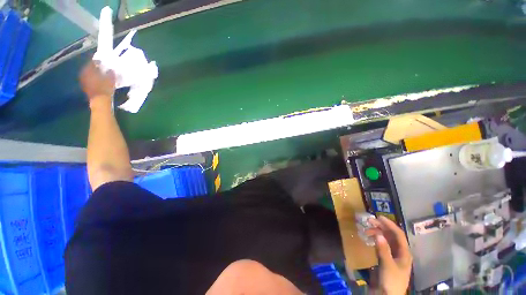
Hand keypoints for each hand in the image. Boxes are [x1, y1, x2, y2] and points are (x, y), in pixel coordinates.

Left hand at [79, 61, 115, 105]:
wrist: (100, 101)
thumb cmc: (105, 88)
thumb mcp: (111, 79)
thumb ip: (110, 72)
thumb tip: (110, 69)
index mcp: (89, 69)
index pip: (92, 62)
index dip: (98, 61)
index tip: (103, 62)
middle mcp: (84, 73)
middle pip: (89, 68)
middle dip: (94, 67)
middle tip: (101, 67)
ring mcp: (83, 80)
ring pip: (88, 74)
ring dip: (93, 73)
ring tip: (99, 74)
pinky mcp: (85, 87)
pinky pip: (88, 79)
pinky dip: (92, 78)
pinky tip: (97, 80)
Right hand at [368, 216, 411, 294]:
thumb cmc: (391, 281)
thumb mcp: (388, 265)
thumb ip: (384, 250)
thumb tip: (378, 234)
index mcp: (404, 253)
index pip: (398, 235)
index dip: (389, 224)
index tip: (378, 217)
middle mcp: (399, 252)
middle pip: (391, 235)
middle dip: (381, 227)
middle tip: (368, 221)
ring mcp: (392, 255)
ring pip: (385, 239)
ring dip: (377, 232)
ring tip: (366, 229)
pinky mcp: (385, 258)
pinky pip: (380, 245)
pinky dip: (375, 239)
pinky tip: (368, 237)